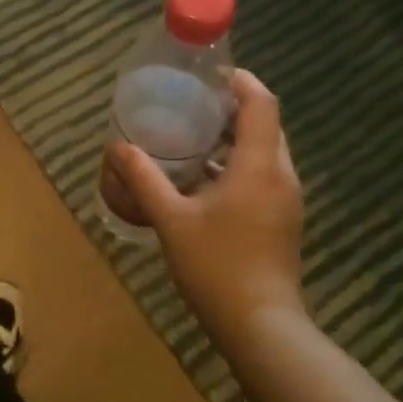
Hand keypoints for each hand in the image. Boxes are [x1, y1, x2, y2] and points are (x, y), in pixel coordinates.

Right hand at [108, 69, 305, 340]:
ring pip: (265, 152)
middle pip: (265, 125)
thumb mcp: (170, 219)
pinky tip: (203, 180)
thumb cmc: (216, 267)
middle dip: (232, 108)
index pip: (262, 103)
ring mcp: (286, 200)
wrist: (261, 327)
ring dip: (234, 138)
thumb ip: (143, 178)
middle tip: (192, 104)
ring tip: (192, 136)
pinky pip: (264, 176)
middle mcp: (281, 176)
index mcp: (259, 166)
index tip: (208, 74)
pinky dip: (237, 165)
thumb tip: (116, 146)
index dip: (240, 81)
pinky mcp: (282, 220)